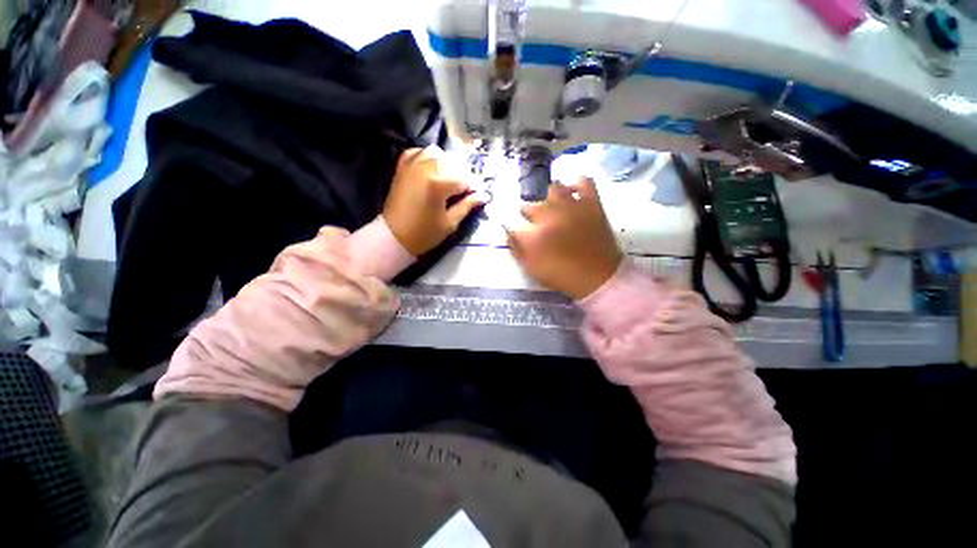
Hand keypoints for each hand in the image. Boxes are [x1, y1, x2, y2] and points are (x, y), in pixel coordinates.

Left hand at [383, 146, 486, 255]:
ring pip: (437, 153)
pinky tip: (432, 168)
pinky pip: (418, 152)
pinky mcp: (403, 167)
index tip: (477, 196)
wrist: (394, 237)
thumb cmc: (424, 234)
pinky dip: (428, 157)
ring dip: (447, 164)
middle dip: (462, 176)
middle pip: (453, 163)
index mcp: (439, 183)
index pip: (465, 179)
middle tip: (464, 191)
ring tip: (449, 179)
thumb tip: (483, 196)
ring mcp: (412, 165)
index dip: (473, 188)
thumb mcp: (450, 223)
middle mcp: (426, 167)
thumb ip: (467, 206)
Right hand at [507, 178, 622, 299]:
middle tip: (535, 223)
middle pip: (531, 205)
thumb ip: (517, 250)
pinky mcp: (590, 203)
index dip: (512, 227)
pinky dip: (576, 184)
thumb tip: (507, 233)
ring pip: (553, 188)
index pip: (512, 223)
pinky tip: (572, 192)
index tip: (517, 231)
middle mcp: (549, 215)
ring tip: (552, 206)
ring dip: (548, 197)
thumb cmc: (561, 275)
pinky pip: (583, 182)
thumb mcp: (532, 268)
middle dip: (528, 214)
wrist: (597, 277)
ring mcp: (571, 206)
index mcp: (533, 234)